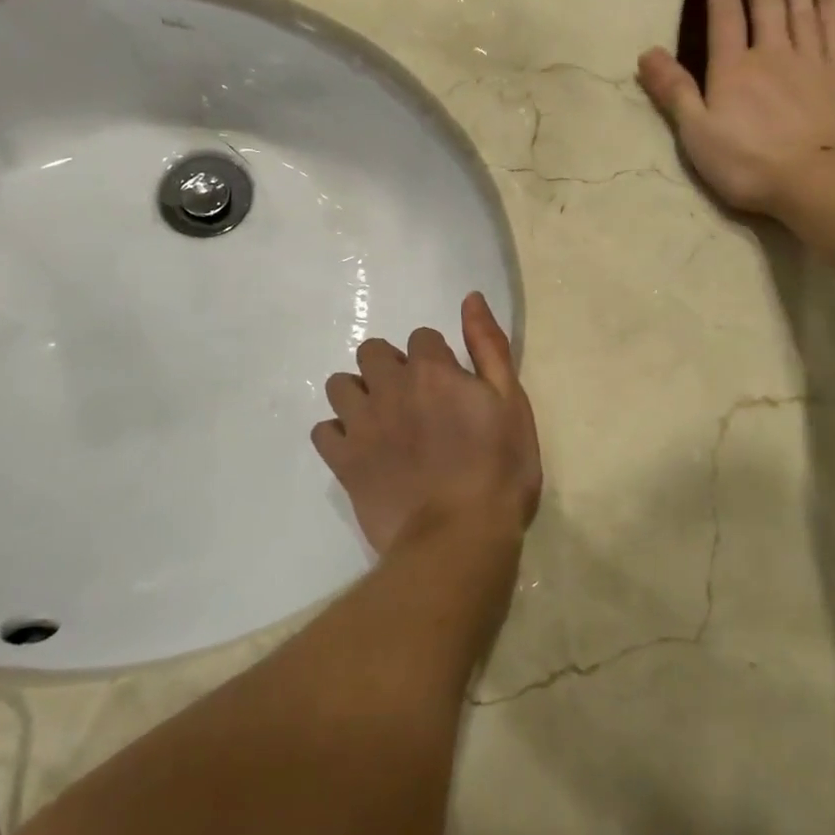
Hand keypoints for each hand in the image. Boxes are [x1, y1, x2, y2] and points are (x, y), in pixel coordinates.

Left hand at [312, 292, 541, 558]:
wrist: (460, 537)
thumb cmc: (499, 470)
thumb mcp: (511, 402)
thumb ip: (488, 346)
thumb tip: (470, 297)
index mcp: (432, 370)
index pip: (422, 338)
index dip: (436, 359)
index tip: (450, 387)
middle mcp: (389, 387)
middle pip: (372, 353)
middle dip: (391, 367)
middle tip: (413, 401)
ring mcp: (361, 424)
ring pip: (340, 386)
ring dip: (359, 395)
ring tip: (381, 421)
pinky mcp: (343, 461)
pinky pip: (323, 431)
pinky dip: (338, 436)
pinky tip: (359, 450)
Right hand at [637, 0, 834, 219]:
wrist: (818, 178)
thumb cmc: (748, 163)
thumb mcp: (697, 134)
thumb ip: (674, 92)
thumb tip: (646, 53)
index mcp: (732, 68)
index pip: (724, 16)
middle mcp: (771, 53)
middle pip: (766, 3)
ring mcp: (810, 61)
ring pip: (801, 9)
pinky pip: (832, 31)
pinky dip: (826, 10)